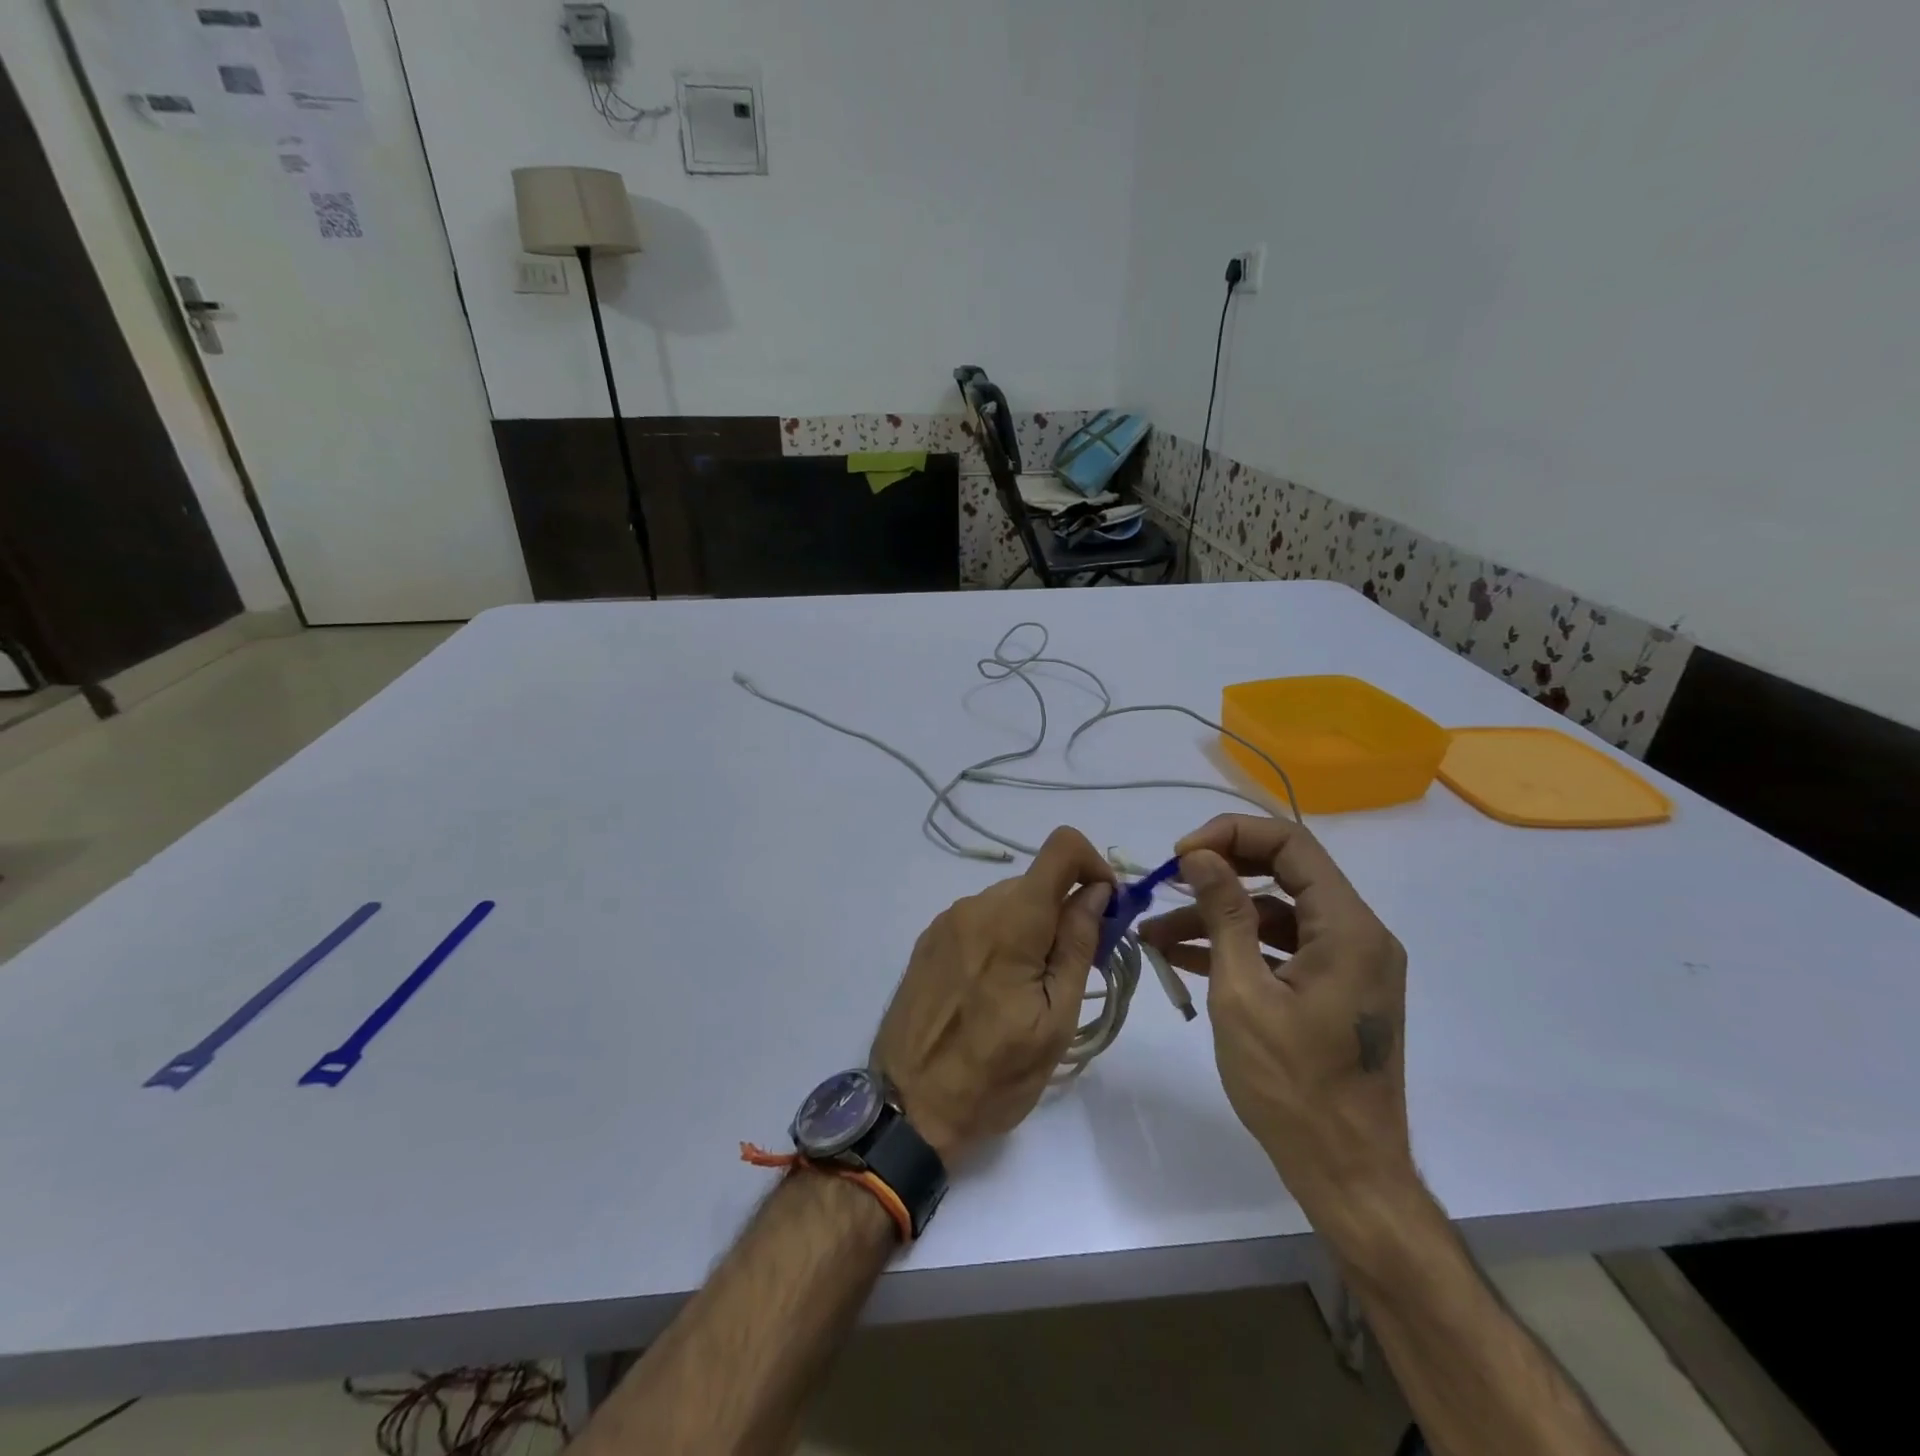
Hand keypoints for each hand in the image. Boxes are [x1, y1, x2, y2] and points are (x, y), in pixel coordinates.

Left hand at [872, 827, 1113, 1165]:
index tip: (1106, 910)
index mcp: (1011, 920)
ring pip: (1010, 902)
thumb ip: (1077, 945)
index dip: (1094, 866)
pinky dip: (1003, 938)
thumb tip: (1097, 891)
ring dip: (1034, 929)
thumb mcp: (1055, 1020)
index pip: (1062, 847)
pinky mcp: (930, 940)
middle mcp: (975, 906)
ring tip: (1031, 990)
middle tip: (1075, 969)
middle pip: (1037, 882)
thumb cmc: (994, 1075)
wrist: (908, 1107)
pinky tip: (997, 989)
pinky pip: (981, 920)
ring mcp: (947, 922)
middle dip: (1066, 911)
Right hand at [1139, 814, 1414, 1223]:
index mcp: (1349, 929)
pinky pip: (1281, 948)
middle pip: (1285, 872)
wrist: (1346, 1173)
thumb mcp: (1243, 993)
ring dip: (1218, 916)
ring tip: (1155, 931)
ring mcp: (1349, 963)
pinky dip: (1236, 946)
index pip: (1292, 845)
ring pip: (1276, 913)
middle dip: (1220, 871)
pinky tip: (1183, 956)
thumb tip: (1200, 855)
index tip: (1181, 854)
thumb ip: (1224, 915)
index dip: (1231, 835)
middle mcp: (1358, 935)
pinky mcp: (1334, 989)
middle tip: (1169, 881)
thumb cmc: (1292, 1086)